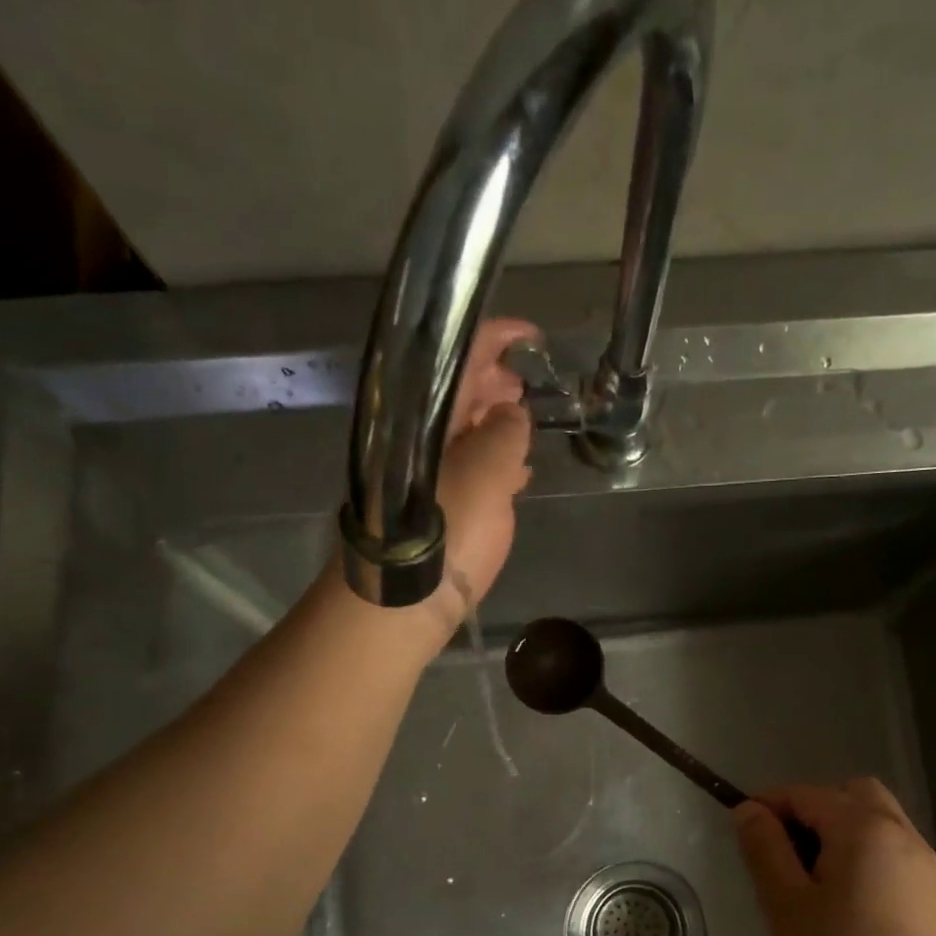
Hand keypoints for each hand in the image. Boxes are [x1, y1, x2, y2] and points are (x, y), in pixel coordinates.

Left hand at [428, 318, 536, 628]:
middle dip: (496, 379)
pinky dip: (495, 461)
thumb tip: (513, 412)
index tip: (531, 335)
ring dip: (497, 420)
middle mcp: (422, 438)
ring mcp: (430, 475)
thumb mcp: (484, 472)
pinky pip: (471, 470)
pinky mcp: (442, 510)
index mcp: (424, 417)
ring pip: (466, 432)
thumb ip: (505, 433)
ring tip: (529, 420)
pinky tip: (518, 470)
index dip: (493, 338)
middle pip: (458, 393)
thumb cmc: (442, 532)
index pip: (456, 359)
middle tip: (529, 380)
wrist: (404, 600)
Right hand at [735, 779, 935, 935]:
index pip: (805, 794)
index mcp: (861, 826)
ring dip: (839, 828)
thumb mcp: (788, 906)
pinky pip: (889, 846)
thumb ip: (765, 850)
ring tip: (813, 875)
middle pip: (849, 793)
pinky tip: (846, 897)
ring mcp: (921, 860)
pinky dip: (862, 850)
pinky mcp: (932, 890)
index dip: (769, 805)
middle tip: (785, 850)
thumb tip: (748, 810)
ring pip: (873, 818)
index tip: (743, 833)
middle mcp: (897, 830)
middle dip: (811, 808)